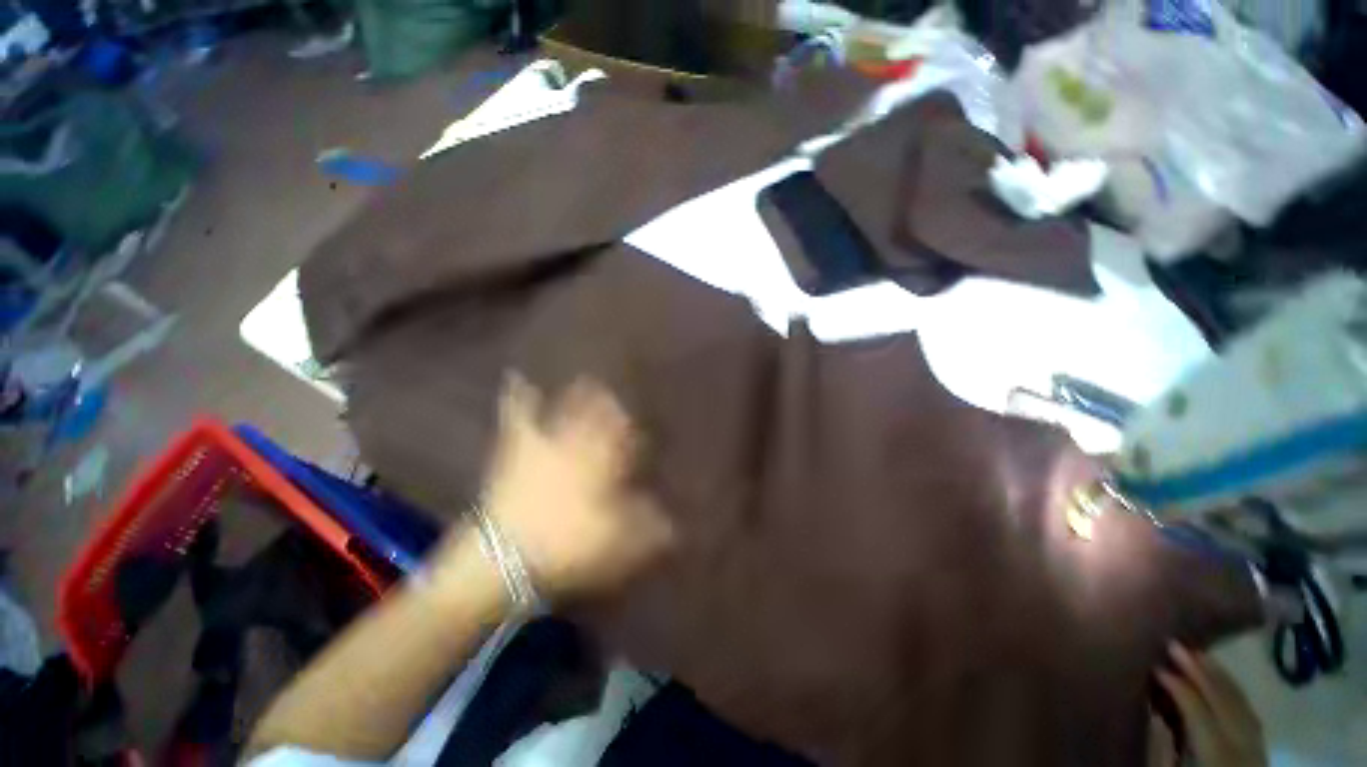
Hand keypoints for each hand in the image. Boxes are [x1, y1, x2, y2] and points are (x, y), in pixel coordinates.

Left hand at [476, 374, 673, 600]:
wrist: (507, 553)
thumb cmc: (567, 544)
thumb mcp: (617, 542)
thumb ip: (647, 528)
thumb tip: (674, 524)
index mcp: (602, 464)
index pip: (624, 439)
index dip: (633, 431)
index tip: (640, 426)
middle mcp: (578, 445)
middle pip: (598, 419)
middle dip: (610, 405)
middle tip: (617, 391)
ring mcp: (546, 443)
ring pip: (567, 411)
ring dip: (578, 395)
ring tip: (587, 377)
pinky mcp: (517, 449)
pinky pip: (517, 417)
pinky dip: (516, 397)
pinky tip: (514, 376)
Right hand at [1149, 643, 1266, 766]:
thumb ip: (1162, 751)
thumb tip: (1153, 711)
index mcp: (1216, 755)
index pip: (1197, 710)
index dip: (1177, 686)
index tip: (1155, 666)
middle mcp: (1241, 745)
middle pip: (1223, 700)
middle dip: (1199, 670)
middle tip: (1174, 644)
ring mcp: (1256, 746)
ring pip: (1241, 702)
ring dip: (1218, 675)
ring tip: (1197, 653)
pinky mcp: (1261, 748)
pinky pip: (1250, 712)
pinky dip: (1234, 690)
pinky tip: (1222, 678)